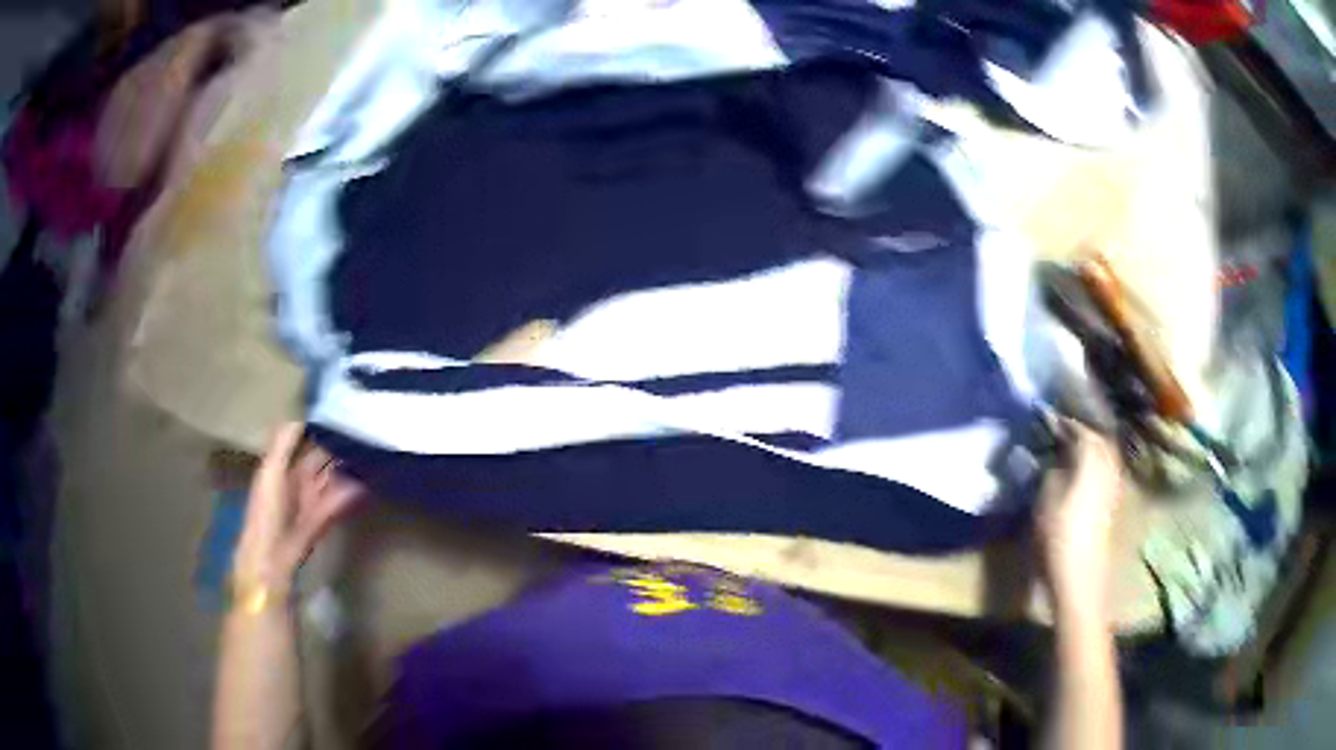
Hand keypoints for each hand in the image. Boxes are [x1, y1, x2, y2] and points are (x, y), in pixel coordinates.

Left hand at [232, 423, 363, 599]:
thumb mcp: (271, 469)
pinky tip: (366, 481)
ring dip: (348, 469)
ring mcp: (312, 500)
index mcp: (281, 466)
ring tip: (370, 453)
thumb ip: (284, 442)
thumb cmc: (266, 509)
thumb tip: (302, 415)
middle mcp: (297, 480)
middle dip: (338, 447)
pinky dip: (352, 492)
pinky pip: (339, 500)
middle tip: (363, 430)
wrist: (272, 556)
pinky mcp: (324, 518)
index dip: (318, 429)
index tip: (339, 411)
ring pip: (333, 479)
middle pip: (321, 459)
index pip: (303, 442)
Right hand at [1036, 423, 1121, 612]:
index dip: (1067, 422)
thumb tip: (1054, 457)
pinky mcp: (1113, 505)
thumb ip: (1051, 472)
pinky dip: (1098, 465)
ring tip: (1074, 449)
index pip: (1082, 429)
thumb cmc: (1059, 538)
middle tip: (1065, 430)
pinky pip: (1107, 472)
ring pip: (1107, 455)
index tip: (1051, 418)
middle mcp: (1108, 467)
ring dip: (1093, 448)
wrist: (1081, 579)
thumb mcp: (1045, 501)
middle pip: (1101, 439)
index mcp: (1092, 460)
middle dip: (1085, 431)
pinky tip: (1085, 474)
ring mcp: (1114, 486)